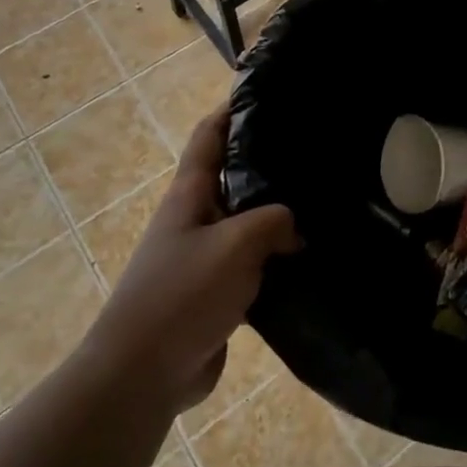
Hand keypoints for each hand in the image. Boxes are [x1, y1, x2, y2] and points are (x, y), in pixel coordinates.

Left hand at [93, 107, 299, 414]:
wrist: (143, 373)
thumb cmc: (183, 294)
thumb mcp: (235, 245)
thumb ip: (273, 221)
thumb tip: (294, 227)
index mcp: (190, 195)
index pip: (209, 137)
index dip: (232, 110)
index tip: (267, 93)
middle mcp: (195, 219)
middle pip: (233, 178)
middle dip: (268, 163)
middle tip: (314, 152)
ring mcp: (204, 258)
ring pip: (247, 224)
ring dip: (277, 216)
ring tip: (323, 203)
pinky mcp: (216, 294)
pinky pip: (252, 265)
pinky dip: (277, 259)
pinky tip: (310, 259)